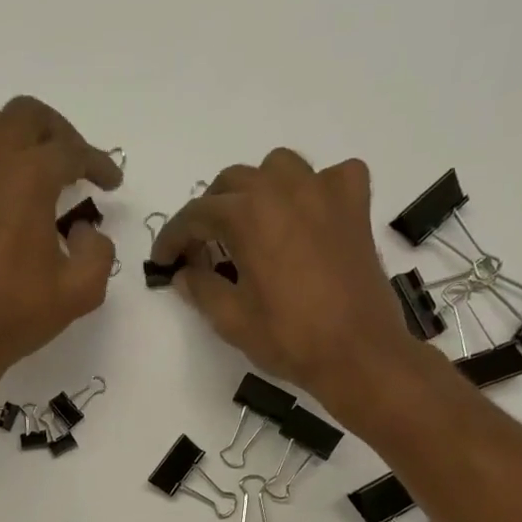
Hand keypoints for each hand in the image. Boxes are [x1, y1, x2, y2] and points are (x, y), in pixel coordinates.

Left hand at [0, 96, 123, 400]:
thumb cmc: (15, 313)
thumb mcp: (79, 292)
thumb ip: (98, 253)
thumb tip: (86, 230)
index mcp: (30, 177)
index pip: (71, 151)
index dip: (98, 163)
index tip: (111, 183)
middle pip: (26, 116)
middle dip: (58, 132)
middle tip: (74, 160)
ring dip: (18, 135)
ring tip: (33, 167)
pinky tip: (2, 198)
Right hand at [152, 150, 414, 409]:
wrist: (357, 353)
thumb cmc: (289, 338)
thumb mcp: (232, 320)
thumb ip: (201, 289)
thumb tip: (184, 273)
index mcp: (248, 214)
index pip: (196, 214)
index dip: (173, 238)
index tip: (164, 261)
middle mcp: (284, 188)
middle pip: (233, 183)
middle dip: (211, 213)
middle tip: (203, 250)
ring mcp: (325, 191)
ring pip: (278, 168)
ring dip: (256, 191)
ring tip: (251, 227)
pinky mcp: (355, 205)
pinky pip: (329, 178)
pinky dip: (313, 191)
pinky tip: (307, 218)